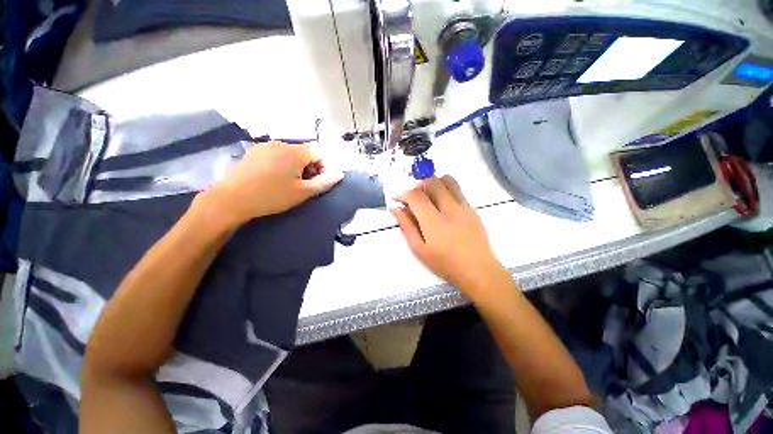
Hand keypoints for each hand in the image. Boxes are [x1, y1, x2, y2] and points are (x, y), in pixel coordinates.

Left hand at [203, 141, 343, 227]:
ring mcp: (265, 146)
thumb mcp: (303, 192)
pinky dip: (282, 164)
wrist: (231, 199)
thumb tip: (340, 173)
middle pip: (305, 151)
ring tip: (288, 183)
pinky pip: (277, 154)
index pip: (319, 151)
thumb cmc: (272, 196)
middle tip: (303, 185)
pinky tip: (273, 178)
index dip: (323, 166)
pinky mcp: (254, 152)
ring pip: (291, 153)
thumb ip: (325, 182)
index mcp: (295, 152)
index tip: (317, 181)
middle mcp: (281, 143)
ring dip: (296, 166)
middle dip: (310, 167)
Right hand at [392, 176, 506, 297]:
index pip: (415, 196)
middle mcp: (450, 209)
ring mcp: (464, 206)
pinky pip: (456, 189)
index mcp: (434, 223)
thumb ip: (406, 226)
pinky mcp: (472, 208)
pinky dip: (444, 189)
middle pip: (431, 182)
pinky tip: (441, 205)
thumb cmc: (445, 264)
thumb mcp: (419, 250)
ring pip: (446, 180)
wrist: (478, 270)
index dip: (401, 192)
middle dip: (416, 185)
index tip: (394, 196)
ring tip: (427, 197)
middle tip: (411, 197)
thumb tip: (396, 208)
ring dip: (432, 183)